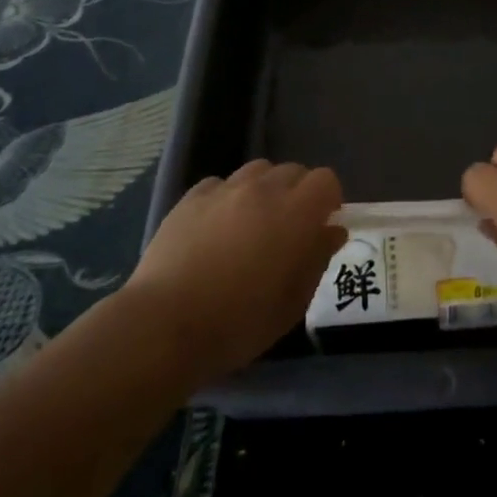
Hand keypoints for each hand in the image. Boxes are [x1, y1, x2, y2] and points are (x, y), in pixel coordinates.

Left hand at [125, 160, 345, 384]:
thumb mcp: (293, 303)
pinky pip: (221, 184)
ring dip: (264, 190)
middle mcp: (263, 189)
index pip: (325, 180)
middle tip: (288, 230)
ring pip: (258, 171)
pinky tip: (216, 227)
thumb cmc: (239, 323)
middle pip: (293, 171)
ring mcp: (225, 189)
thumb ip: (317, 259)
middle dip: (298, 194)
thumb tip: (332, 231)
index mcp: (296, 212)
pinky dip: (227, 198)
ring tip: (252, 223)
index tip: (321, 226)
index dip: (328, 200)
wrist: (165, 325)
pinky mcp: (192, 197)